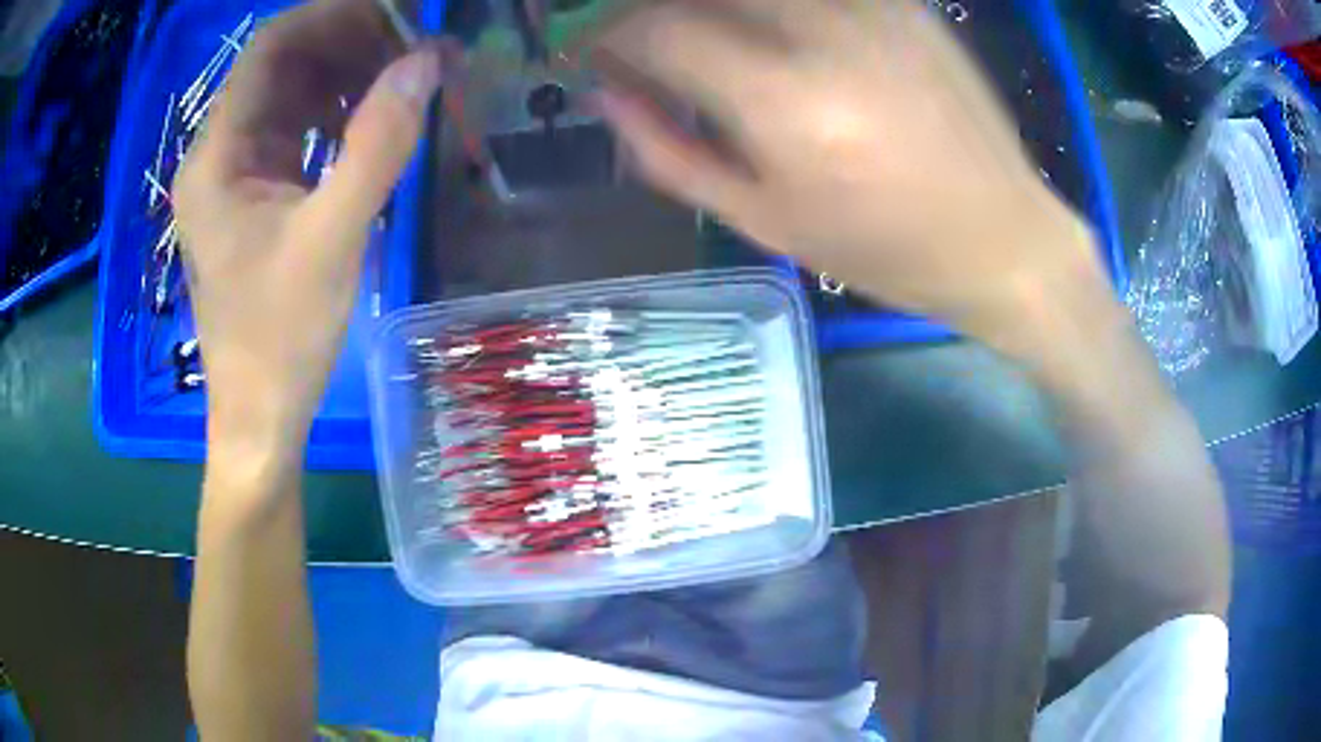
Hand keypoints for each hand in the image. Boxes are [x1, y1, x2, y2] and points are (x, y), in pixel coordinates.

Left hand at [173, 0, 439, 461]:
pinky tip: (375, 120)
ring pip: (293, 95)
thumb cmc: (280, 340)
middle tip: (415, 49)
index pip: (272, 48)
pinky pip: (298, 132)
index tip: (399, 17)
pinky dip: (338, 114)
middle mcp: (220, 154)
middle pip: (283, 65)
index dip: (335, 18)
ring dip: (348, 77)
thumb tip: (425, 62)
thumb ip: (376, 146)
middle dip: (351, 44)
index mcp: (218, 156)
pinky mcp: (257, 197)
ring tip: (406, 78)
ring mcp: (238, 175)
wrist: (260, 415)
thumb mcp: (331, 241)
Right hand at [592, 0, 1110, 351]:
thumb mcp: (765, 222)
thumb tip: (604, 98)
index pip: (657, 28)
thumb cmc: (884, 250)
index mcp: (783, 101)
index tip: (589, 50)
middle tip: (638, 41)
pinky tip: (764, 32)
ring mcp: (869, 6)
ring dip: (709, 8)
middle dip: (648, 10)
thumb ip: (671, 153)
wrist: (1004, 237)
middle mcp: (823, 31)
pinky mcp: (902, 2)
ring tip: (698, 40)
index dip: (606, 34)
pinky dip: (767, 6)